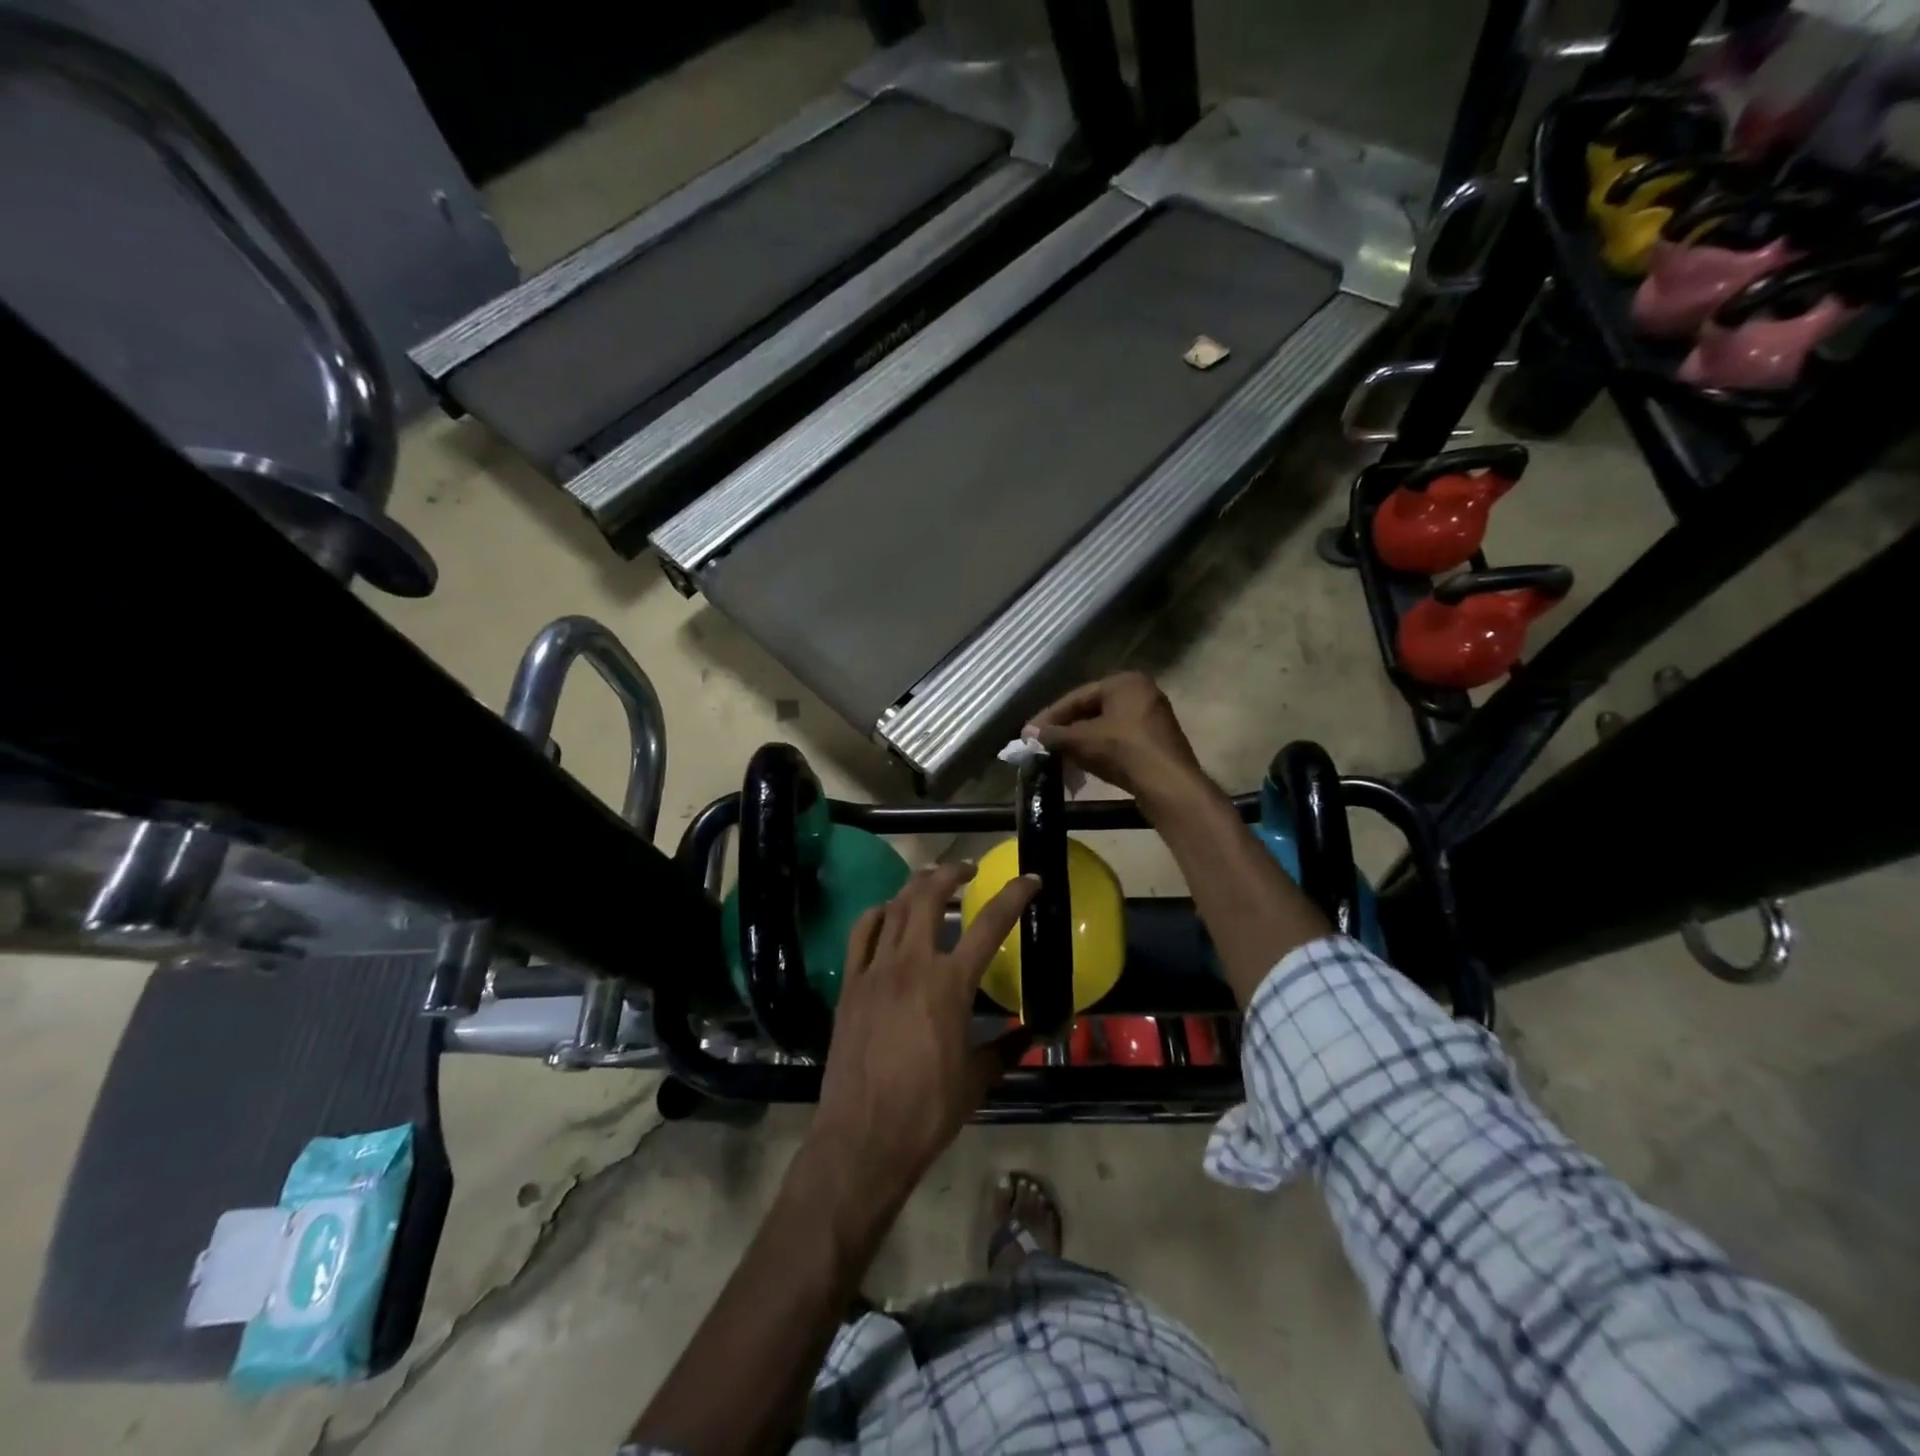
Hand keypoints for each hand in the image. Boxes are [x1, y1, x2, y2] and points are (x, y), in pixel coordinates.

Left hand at [809, 863, 1039, 1211]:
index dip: (1013, 896)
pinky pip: (862, 933)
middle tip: (968, 870)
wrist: (862, 1139)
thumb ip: (1004, 1048)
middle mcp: (911, 964)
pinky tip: (888, 914)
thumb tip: (1029, 1032)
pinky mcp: (850, 984)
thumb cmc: (927, 1111)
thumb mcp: (976, 1080)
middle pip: (930, 896)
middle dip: (952, 872)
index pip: (989, 924)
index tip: (1030, 879)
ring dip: (916, 886)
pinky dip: (878, 913)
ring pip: (895, 907)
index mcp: (950, 984)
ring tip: (931, 883)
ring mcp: (875, 970)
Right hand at [1026, 672, 1207, 808]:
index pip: (1078, 696)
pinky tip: (1084, 763)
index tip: (1030, 732)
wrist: (1167, 785)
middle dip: (1066, 728)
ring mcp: (1153, 718)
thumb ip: (1053, 734)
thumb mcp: (1081, 740)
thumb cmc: (1123, 751)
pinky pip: (1120, 740)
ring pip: (1106, 726)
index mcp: (1125, 682)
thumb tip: (1027, 733)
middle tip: (1043, 744)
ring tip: (1058, 755)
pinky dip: (1100, 749)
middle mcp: (1142, 693)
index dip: (1051, 715)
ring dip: (1081, 741)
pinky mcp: (1157, 742)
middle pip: (1092, 710)